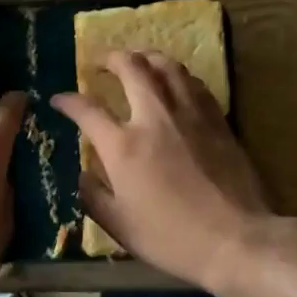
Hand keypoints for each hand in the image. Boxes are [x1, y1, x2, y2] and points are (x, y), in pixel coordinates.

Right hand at [52, 51, 273, 289]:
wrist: (236, 239)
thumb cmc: (172, 238)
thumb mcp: (120, 226)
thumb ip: (95, 196)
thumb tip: (84, 175)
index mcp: (123, 146)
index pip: (87, 110)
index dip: (68, 101)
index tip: (59, 99)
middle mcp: (154, 118)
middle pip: (131, 68)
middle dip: (110, 58)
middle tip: (101, 61)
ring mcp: (190, 114)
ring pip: (167, 66)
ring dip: (146, 57)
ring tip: (137, 61)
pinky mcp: (218, 120)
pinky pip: (193, 83)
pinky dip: (177, 76)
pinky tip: (175, 84)